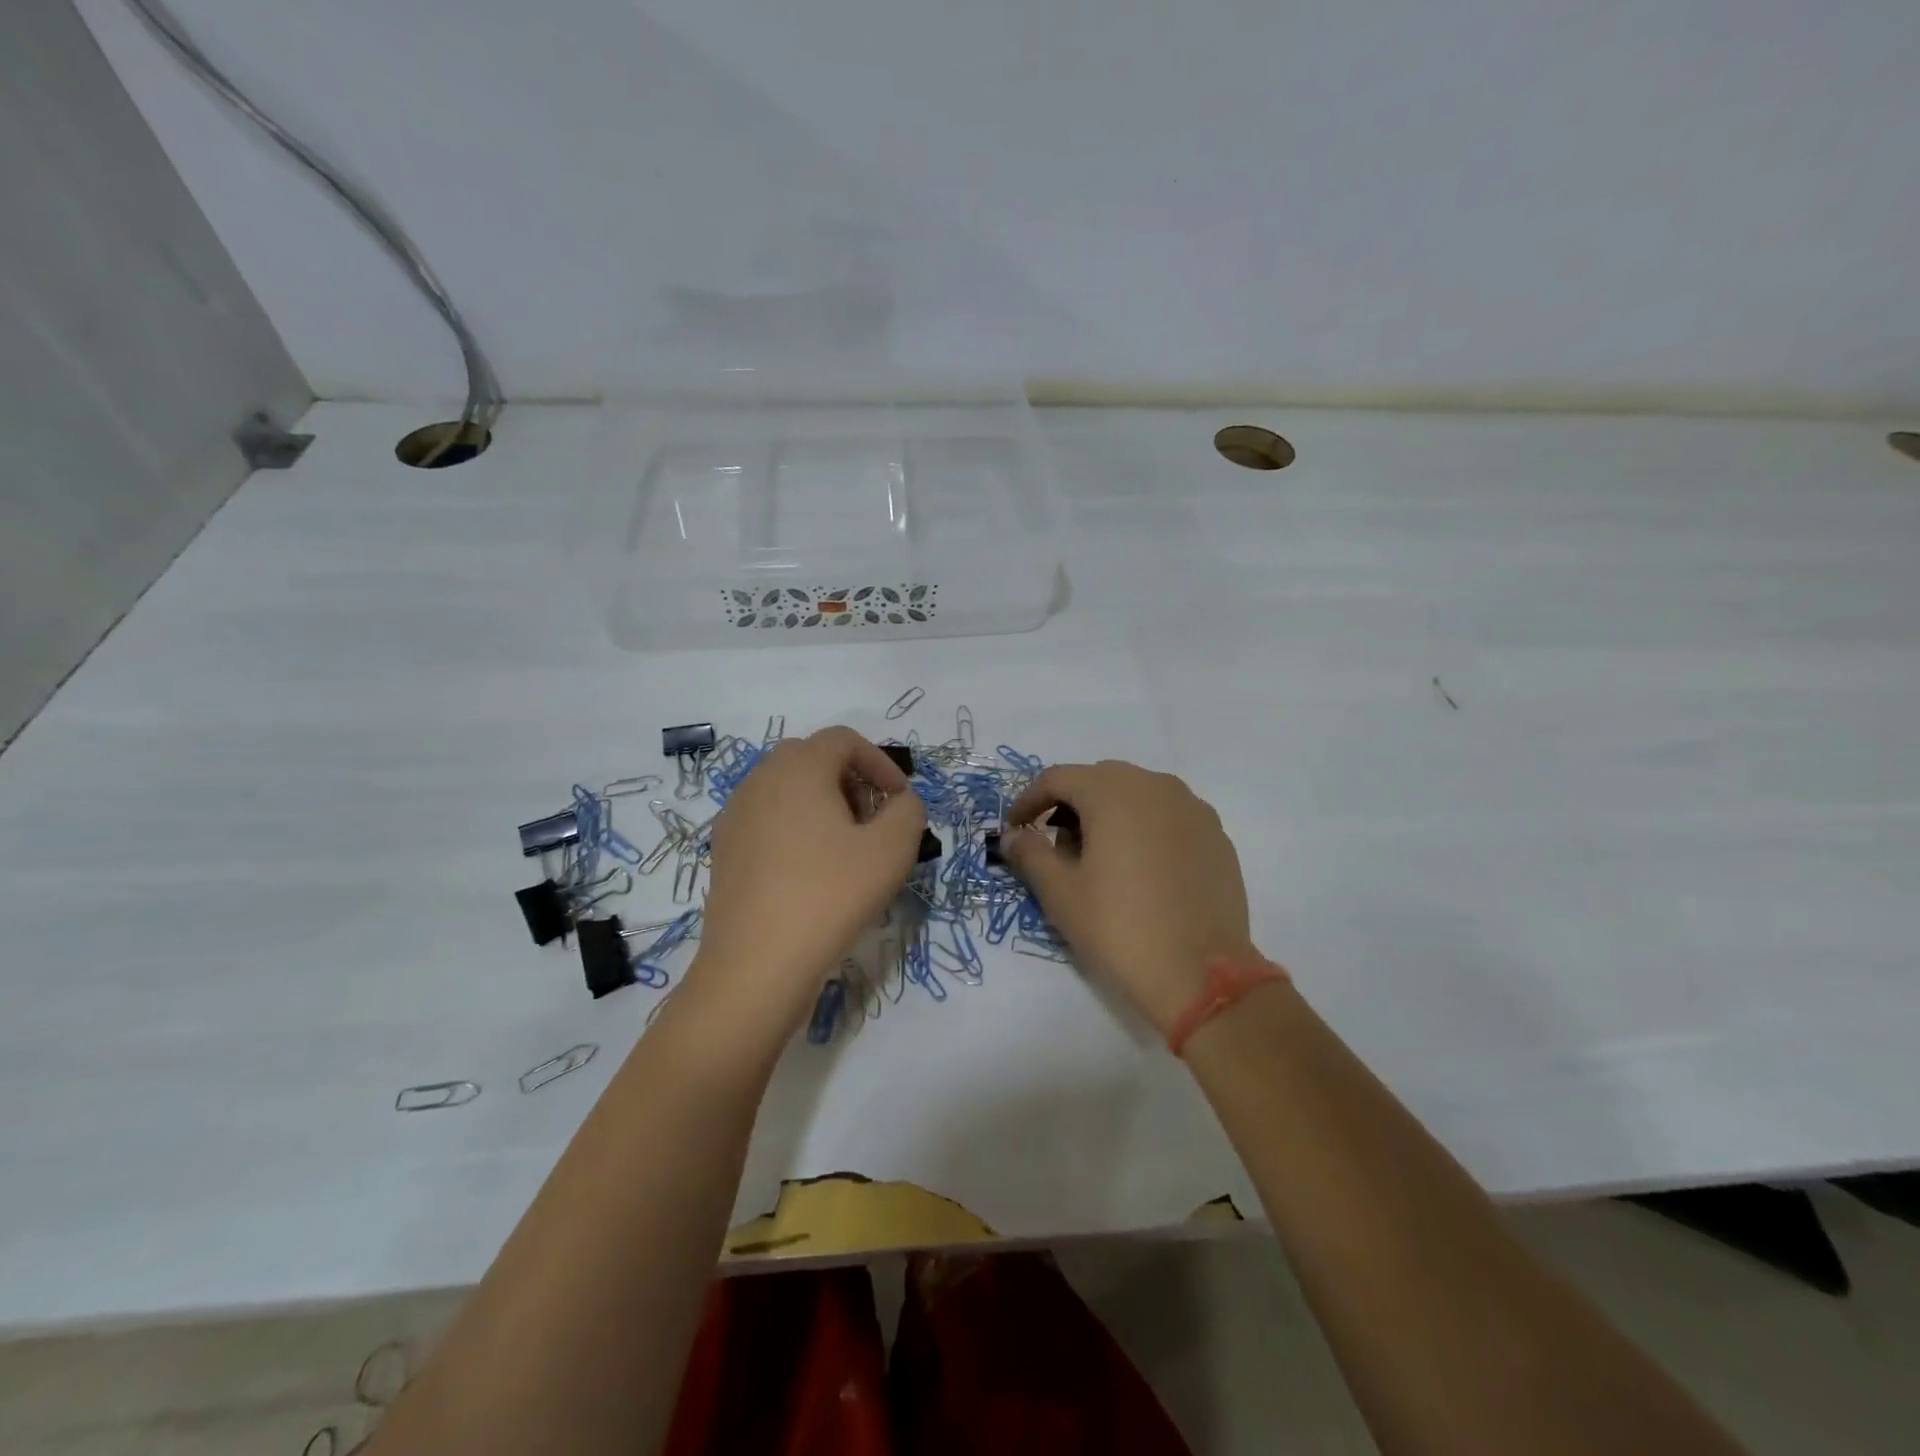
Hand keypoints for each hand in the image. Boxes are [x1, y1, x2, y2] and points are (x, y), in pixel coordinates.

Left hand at [688, 727, 925, 1034]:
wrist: (756, 965)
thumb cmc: (830, 896)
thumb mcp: (891, 851)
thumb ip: (908, 812)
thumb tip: (901, 803)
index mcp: (798, 768)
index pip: (843, 739)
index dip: (880, 762)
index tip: (900, 800)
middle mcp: (760, 780)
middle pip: (813, 759)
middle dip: (851, 781)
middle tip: (874, 821)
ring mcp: (735, 816)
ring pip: (788, 790)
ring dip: (824, 805)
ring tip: (847, 849)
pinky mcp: (725, 850)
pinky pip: (768, 820)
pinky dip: (796, 829)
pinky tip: (812, 873)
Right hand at [1004, 761, 1257, 1034]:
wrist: (1202, 976)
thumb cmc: (1119, 928)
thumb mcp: (1061, 893)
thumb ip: (1031, 854)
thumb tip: (1014, 836)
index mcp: (1112, 791)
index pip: (1057, 778)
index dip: (1029, 800)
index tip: (1015, 829)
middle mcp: (1155, 786)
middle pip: (1099, 780)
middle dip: (1070, 806)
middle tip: (1055, 845)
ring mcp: (1193, 809)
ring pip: (1137, 795)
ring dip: (1109, 815)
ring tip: (1098, 859)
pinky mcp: (1216, 836)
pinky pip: (1168, 817)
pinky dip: (1144, 830)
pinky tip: (1140, 870)